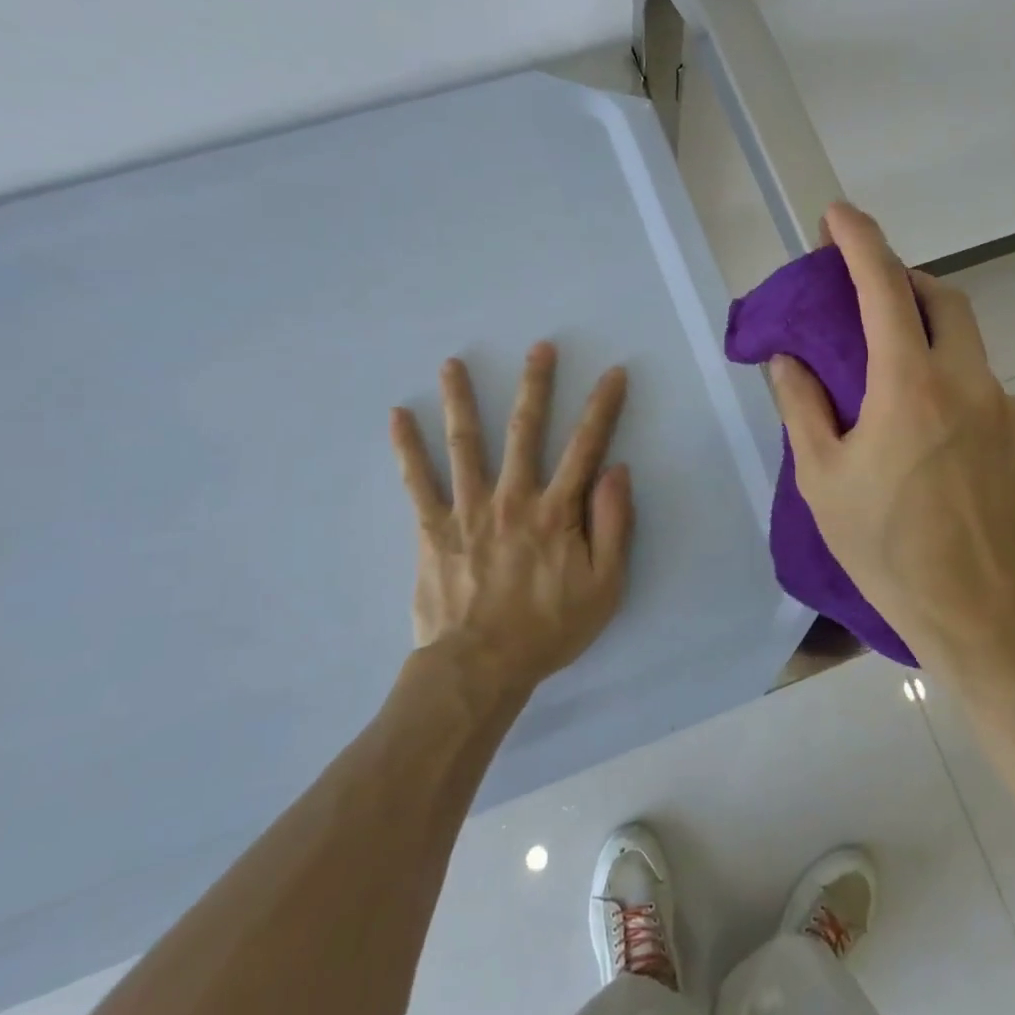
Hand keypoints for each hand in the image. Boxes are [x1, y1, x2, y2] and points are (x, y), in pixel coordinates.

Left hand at [390, 343, 632, 695]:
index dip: (603, 407)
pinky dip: (407, 449)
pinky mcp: (433, 528)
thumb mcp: (604, 586)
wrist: (480, 667)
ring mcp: (469, 510)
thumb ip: (614, 525)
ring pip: (466, 444)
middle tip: (539, 347)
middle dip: (536, 385)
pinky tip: (397, 417)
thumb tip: (616, 469)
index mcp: (557, 511)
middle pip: (526, 431)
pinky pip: (417, 482)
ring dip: (461, 400)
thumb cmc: (549, 629)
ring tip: (452, 364)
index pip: (586, 447)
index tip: (613, 373)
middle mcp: (513, 498)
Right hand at [767, 203, 1014, 672]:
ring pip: (968, 348)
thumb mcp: (823, 479)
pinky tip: (939, 438)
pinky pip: (989, 392)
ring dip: (930, 342)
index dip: (858, 242)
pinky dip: (957, 390)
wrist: (979, 610)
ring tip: (898, 386)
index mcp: (909, 386)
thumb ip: (803, 408)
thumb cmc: (886, 547)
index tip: (836, 216)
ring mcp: (1009, 408)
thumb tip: (787, 359)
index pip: (883, 289)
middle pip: (942, 299)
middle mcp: (968, 381)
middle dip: (905, 281)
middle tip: (872, 298)